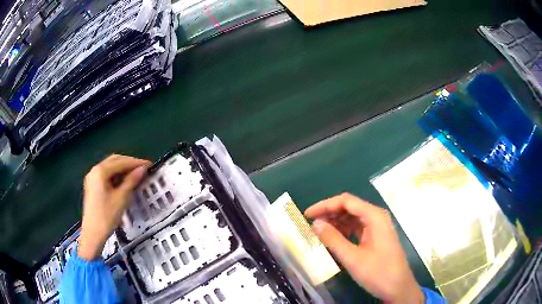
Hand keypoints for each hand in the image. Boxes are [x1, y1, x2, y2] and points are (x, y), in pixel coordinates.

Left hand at [78, 154, 150, 260]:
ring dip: (122, 168)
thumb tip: (142, 169)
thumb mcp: (121, 199)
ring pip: (109, 167)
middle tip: (142, 168)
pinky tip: (123, 181)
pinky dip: (116, 175)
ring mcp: (92, 178)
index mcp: (100, 171)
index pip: (121, 162)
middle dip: (129, 163)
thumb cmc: (107, 216)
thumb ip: (131, 181)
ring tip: (135, 174)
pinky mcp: (92, 186)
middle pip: (114, 161)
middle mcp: (94, 170)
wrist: (93, 233)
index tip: (149, 164)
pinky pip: (106, 175)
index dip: (136, 162)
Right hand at [304, 193, 423, 303]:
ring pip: (352, 217)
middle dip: (329, 213)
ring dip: (335, 222)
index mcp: (374, 216)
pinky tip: (333, 238)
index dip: (324, 205)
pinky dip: (343, 231)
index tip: (307, 214)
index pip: (346, 201)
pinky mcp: (376, 236)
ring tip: (318, 231)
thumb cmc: (377, 272)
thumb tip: (315, 223)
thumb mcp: (352, 258)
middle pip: (349, 207)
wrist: (398, 287)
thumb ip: (333, 239)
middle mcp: (376, 217)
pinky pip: (357, 228)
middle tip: (310, 224)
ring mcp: (377, 227)